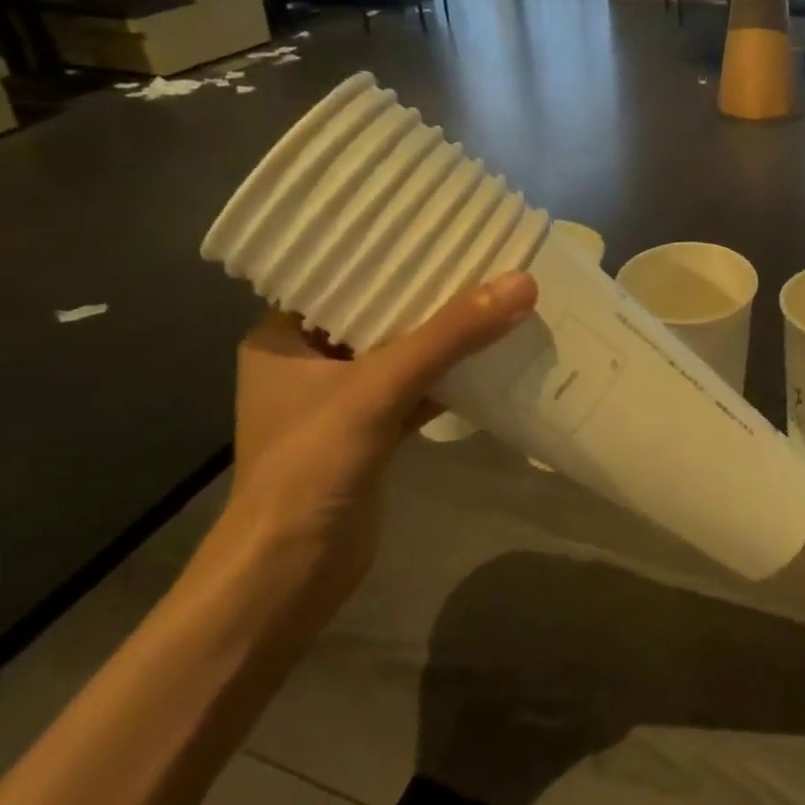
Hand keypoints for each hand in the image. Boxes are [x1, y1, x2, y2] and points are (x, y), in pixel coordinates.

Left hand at [220, 272, 537, 608]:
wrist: (290, 578)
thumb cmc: (311, 469)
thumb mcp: (378, 389)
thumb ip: (448, 337)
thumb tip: (521, 283)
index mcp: (283, 338)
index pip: (340, 276)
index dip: (390, 251)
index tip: (443, 226)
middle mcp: (309, 362)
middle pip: (378, 312)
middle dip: (430, 292)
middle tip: (484, 256)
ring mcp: (341, 401)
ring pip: (402, 352)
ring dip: (445, 335)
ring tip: (497, 295)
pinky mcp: (371, 434)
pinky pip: (416, 389)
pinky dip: (450, 376)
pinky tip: (493, 357)